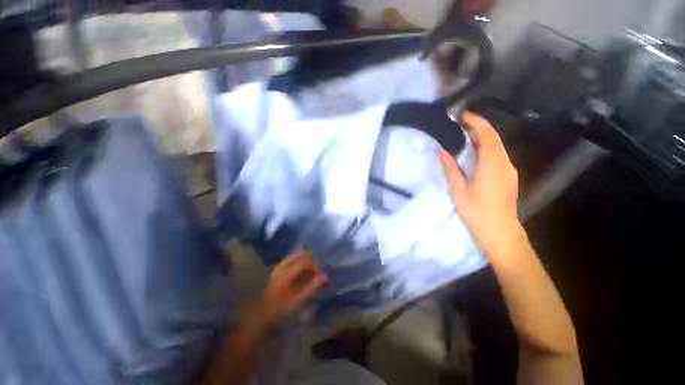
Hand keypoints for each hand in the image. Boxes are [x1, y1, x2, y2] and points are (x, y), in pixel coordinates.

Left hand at [259, 251, 326, 327]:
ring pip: (294, 256)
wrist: (261, 316)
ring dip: (304, 259)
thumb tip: (325, 276)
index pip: (305, 261)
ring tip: (310, 268)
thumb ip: (312, 287)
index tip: (320, 275)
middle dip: (310, 260)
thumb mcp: (298, 300)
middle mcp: (282, 266)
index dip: (315, 265)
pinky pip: (289, 259)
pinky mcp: (276, 271)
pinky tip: (300, 268)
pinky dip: (297, 260)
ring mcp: (278, 267)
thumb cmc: (281, 309)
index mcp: (287, 272)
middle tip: (317, 270)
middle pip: (300, 255)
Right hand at [439, 111, 522, 256]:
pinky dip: (484, 148)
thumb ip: (451, 169)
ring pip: (496, 146)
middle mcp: (505, 163)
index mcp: (492, 166)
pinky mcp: (508, 176)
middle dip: (477, 127)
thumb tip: (442, 151)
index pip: (487, 135)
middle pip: (493, 138)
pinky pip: (497, 155)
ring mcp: (509, 170)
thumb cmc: (477, 213)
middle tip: (457, 124)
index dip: (475, 122)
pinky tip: (472, 152)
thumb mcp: (459, 191)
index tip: (460, 116)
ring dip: (480, 137)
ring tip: (461, 135)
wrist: (501, 233)